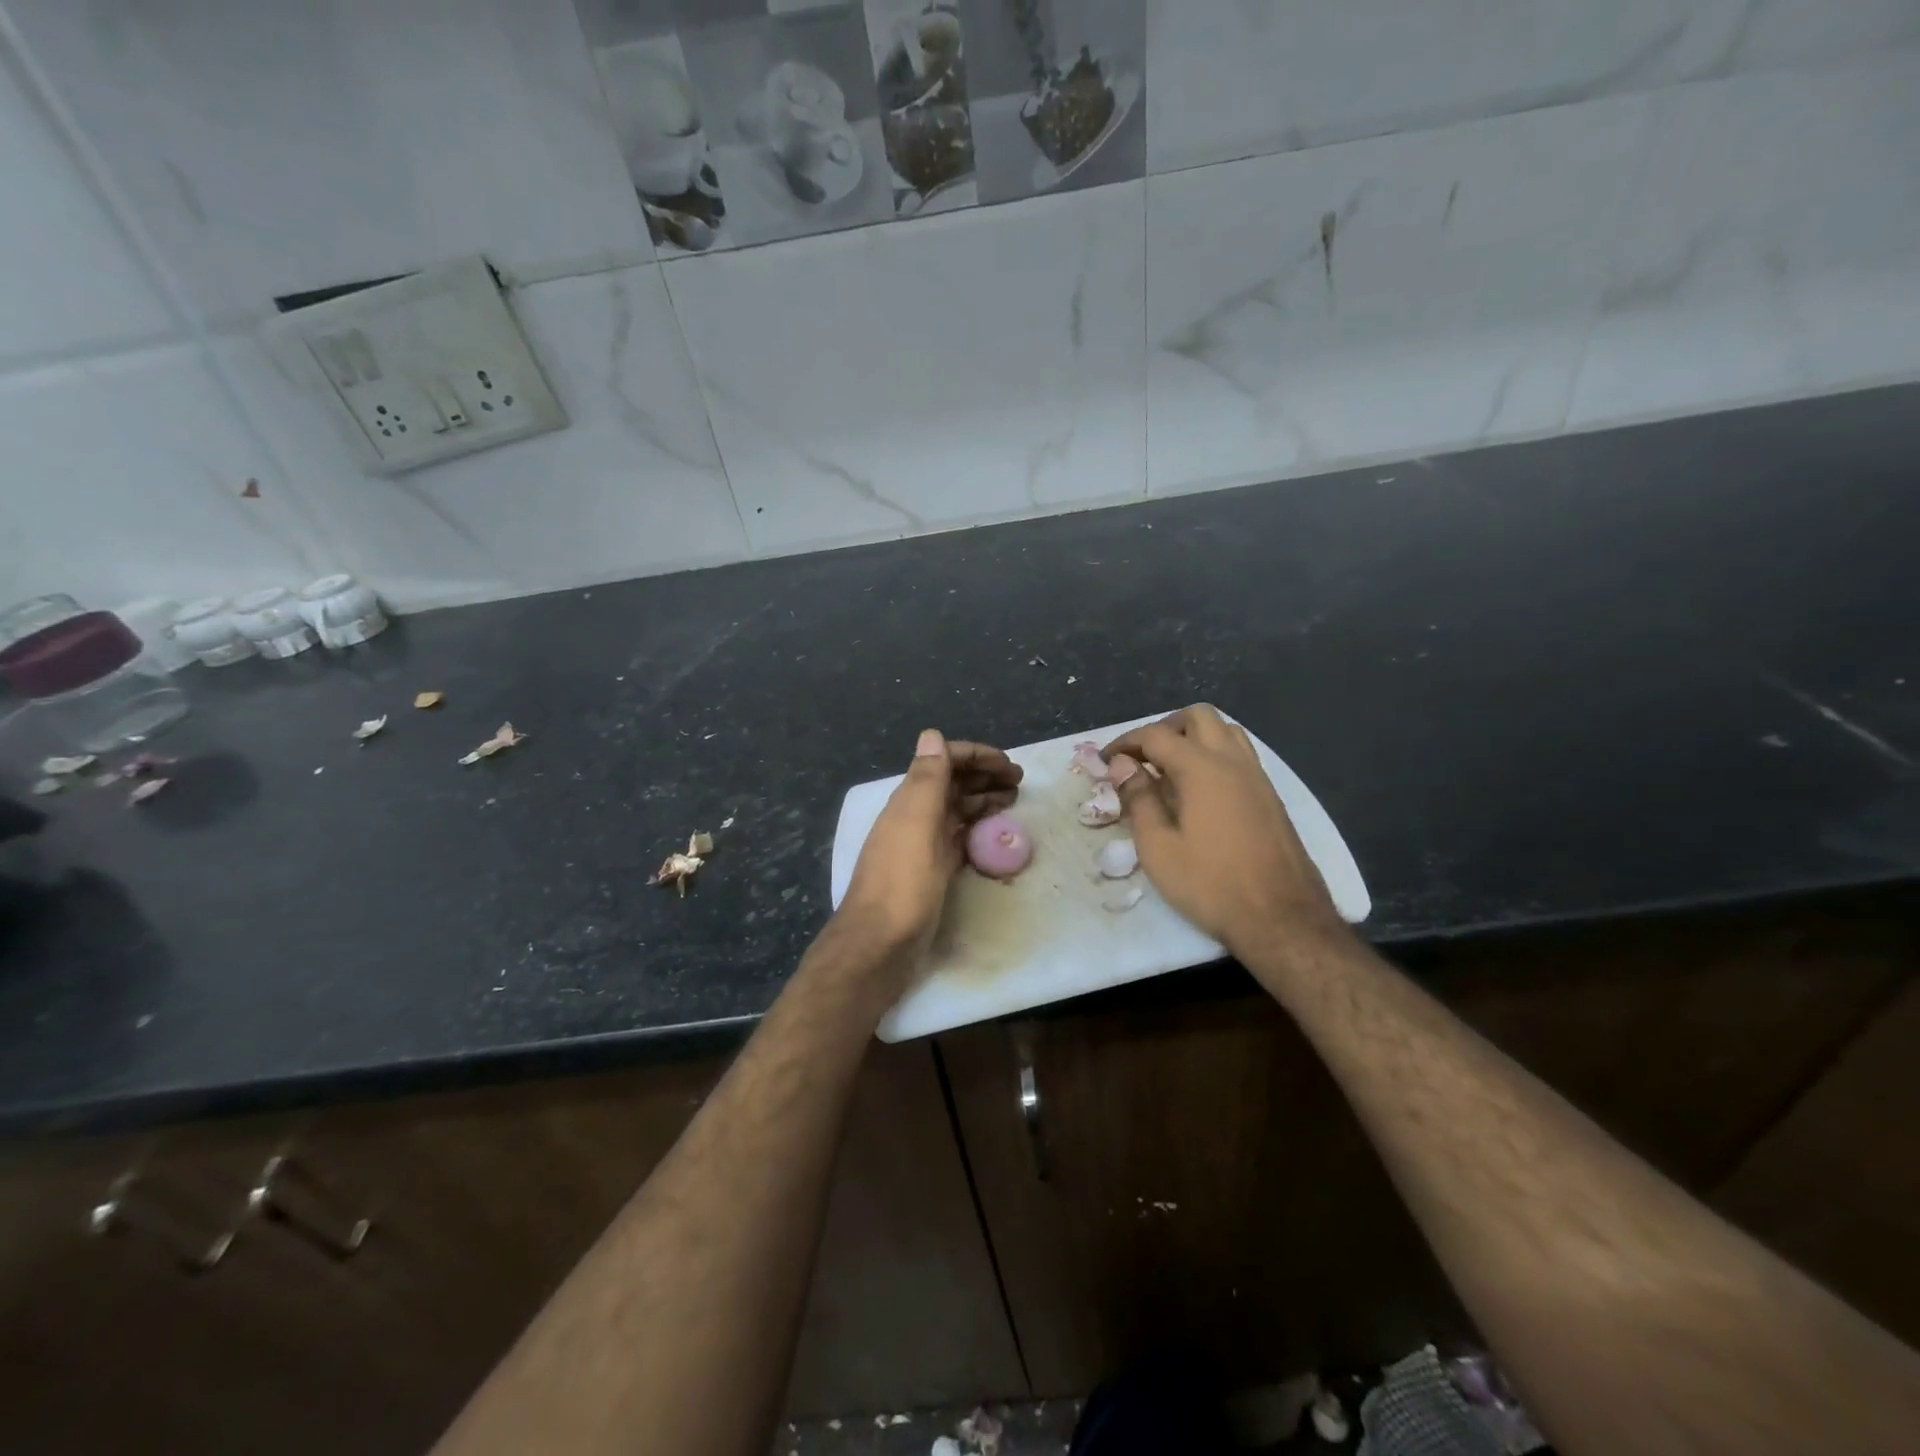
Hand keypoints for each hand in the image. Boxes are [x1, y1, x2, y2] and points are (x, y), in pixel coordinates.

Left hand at [839, 729, 1021, 959]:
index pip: (944, 761)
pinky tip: (994, 830)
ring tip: (1014, 799)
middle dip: (984, 775)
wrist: (880, 943)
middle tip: (1020, 781)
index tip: (1009, 763)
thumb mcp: (916, 822)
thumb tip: (932, 733)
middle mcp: (915, 815)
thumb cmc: (902, 881)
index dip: (976, 756)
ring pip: (957, 810)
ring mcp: (924, 844)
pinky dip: (977, 828)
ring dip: (984, 798)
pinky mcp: (933, 870)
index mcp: (910, 799)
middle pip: (953, 784)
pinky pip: (959, 838)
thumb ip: (926, 778)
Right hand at [1103, 706, 1339, 956]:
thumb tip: (1123, 765)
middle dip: (1164, 728)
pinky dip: (1215, 755)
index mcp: (1202, 768)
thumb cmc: (1211, 884)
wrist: (1282, 919)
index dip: (1126, 742)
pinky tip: (1200, 791)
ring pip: (1225, 731)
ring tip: (1170, 769)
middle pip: (1198, 717)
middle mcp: (1233, 761)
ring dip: (1194, 737)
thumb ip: (1139, 799)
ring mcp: (1258, 777)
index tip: (1106, 760)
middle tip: (1142, 758)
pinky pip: (1240, 755)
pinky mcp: (1271, 796)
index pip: (1156, 735)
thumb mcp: (1158, 847)